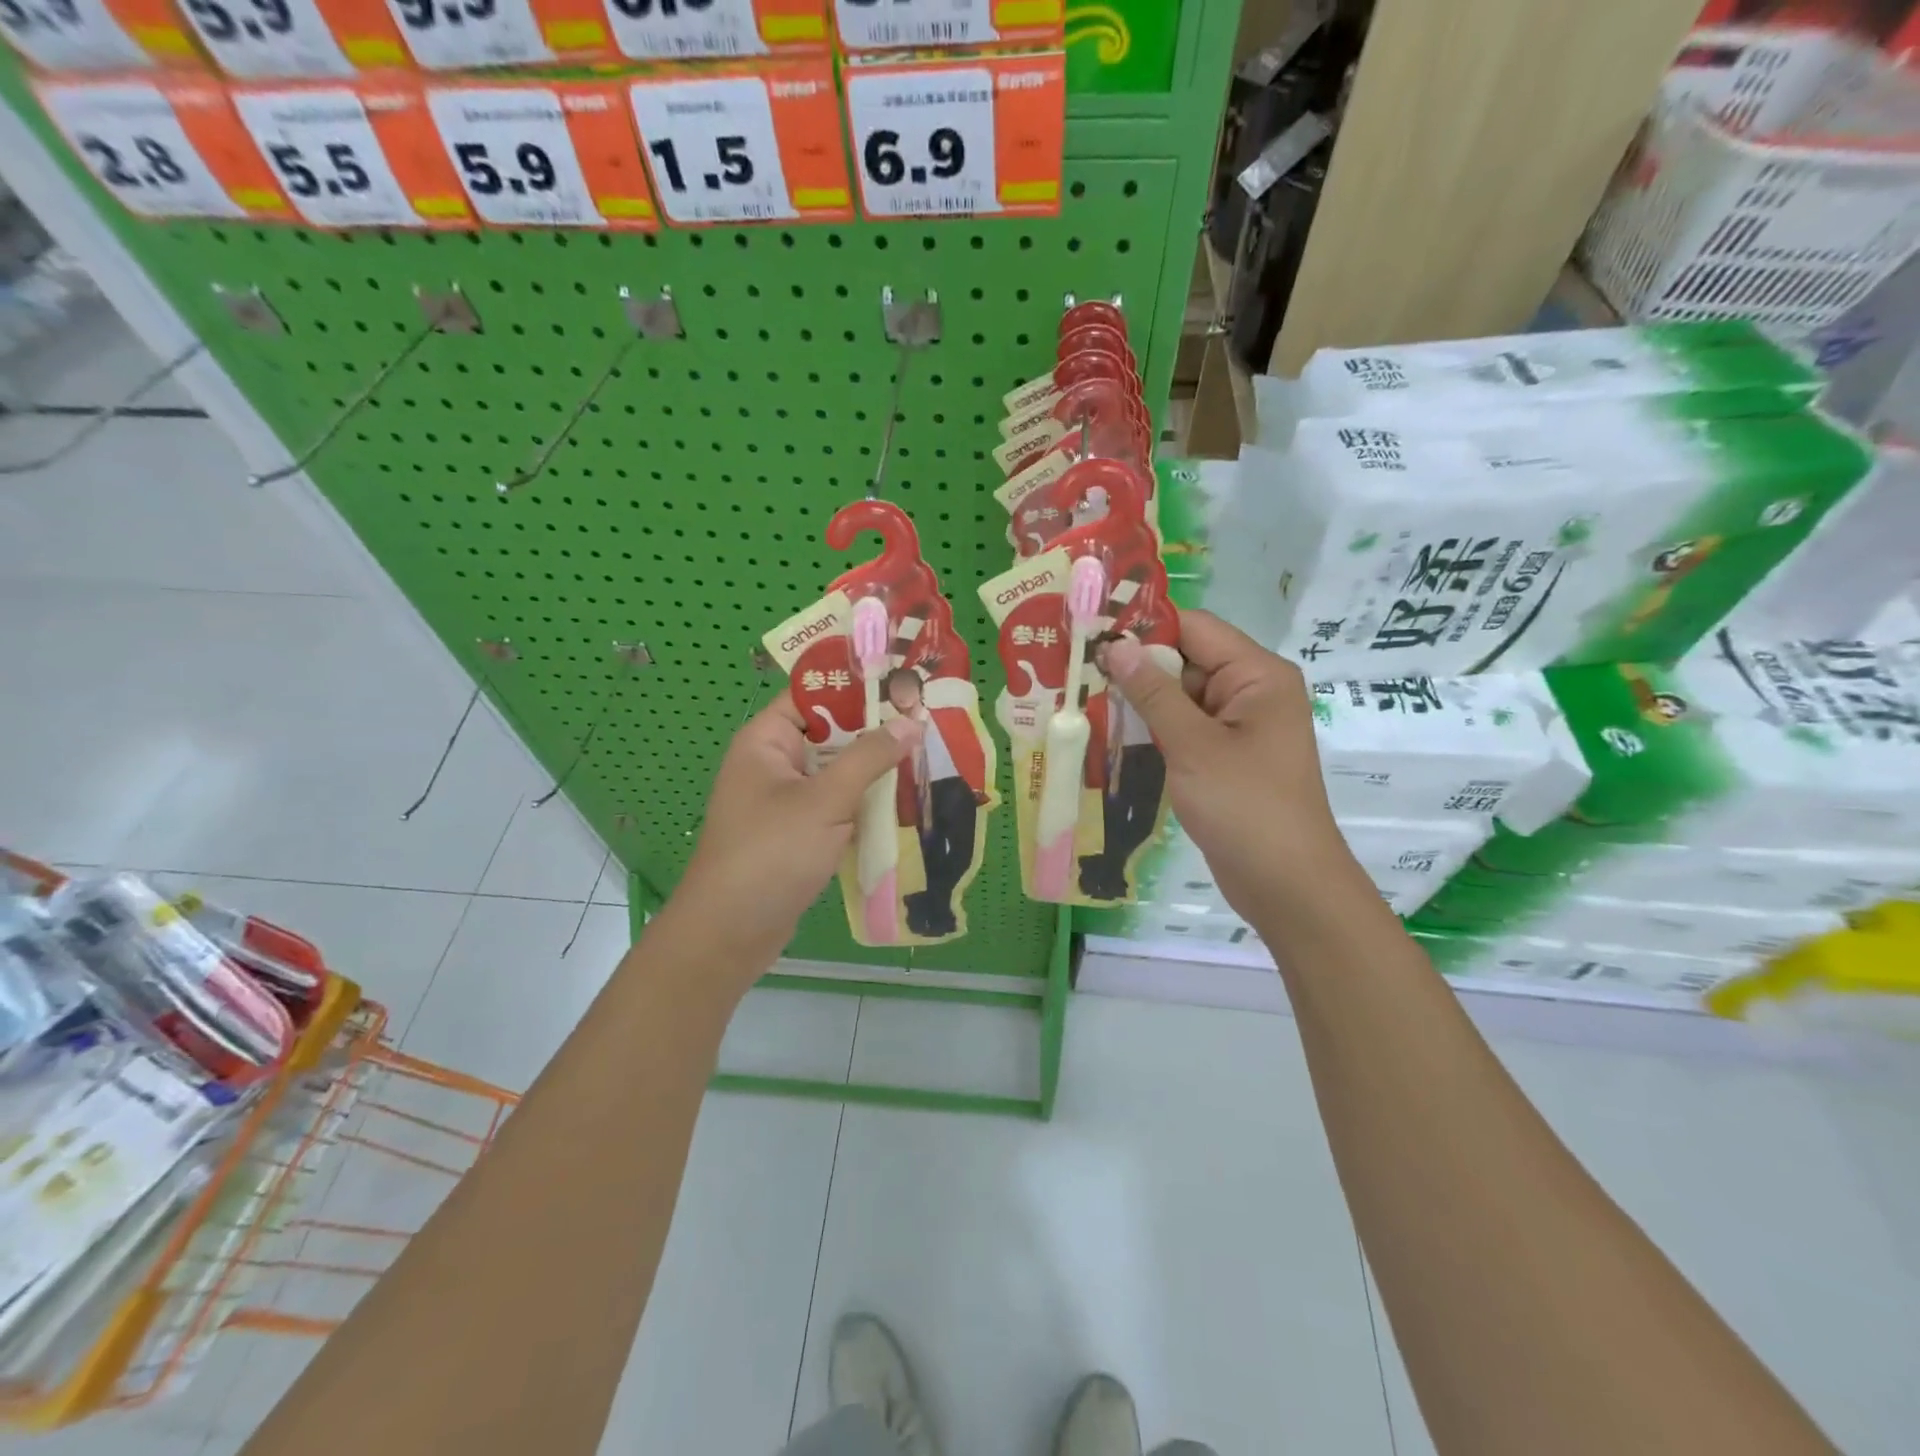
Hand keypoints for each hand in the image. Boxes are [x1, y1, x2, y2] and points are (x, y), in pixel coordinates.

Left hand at [667, 699, 922, 980]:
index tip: (903, 682)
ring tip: (930, 754)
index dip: (856, 686)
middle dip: (876, 730)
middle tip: (929, 718)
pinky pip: (838, 805)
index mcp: (767, 741)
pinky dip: (866, 803)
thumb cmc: (771, 854)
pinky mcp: (800, 833)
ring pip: (839, 772)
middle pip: (831, 734)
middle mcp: (775, 764)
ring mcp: (787, 801)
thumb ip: (869, 757)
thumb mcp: (825, 800)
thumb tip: (910, 721)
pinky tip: (907, 801)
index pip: (813, 695)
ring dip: (876, 770)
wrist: (731, 933)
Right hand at [1097, 610, 1353, 920]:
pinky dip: (1152, 730)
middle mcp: (1251, 692)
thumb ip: (1153, 693)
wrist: (1286, 885)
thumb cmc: (1245, 806)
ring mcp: (1238, 728)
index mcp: (1257, 675)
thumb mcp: (1193, 745)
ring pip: (1180, 698)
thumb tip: (1116, 646)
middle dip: (1135, 667)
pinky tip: (1109, 734)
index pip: (1194, 629)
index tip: (1091, 633)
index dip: (1144, 628)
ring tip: (1081, 698)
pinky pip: (1184, 729)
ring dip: (1139, 702)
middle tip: (1075, 670)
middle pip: (1185, 661)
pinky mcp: (1224, 758)